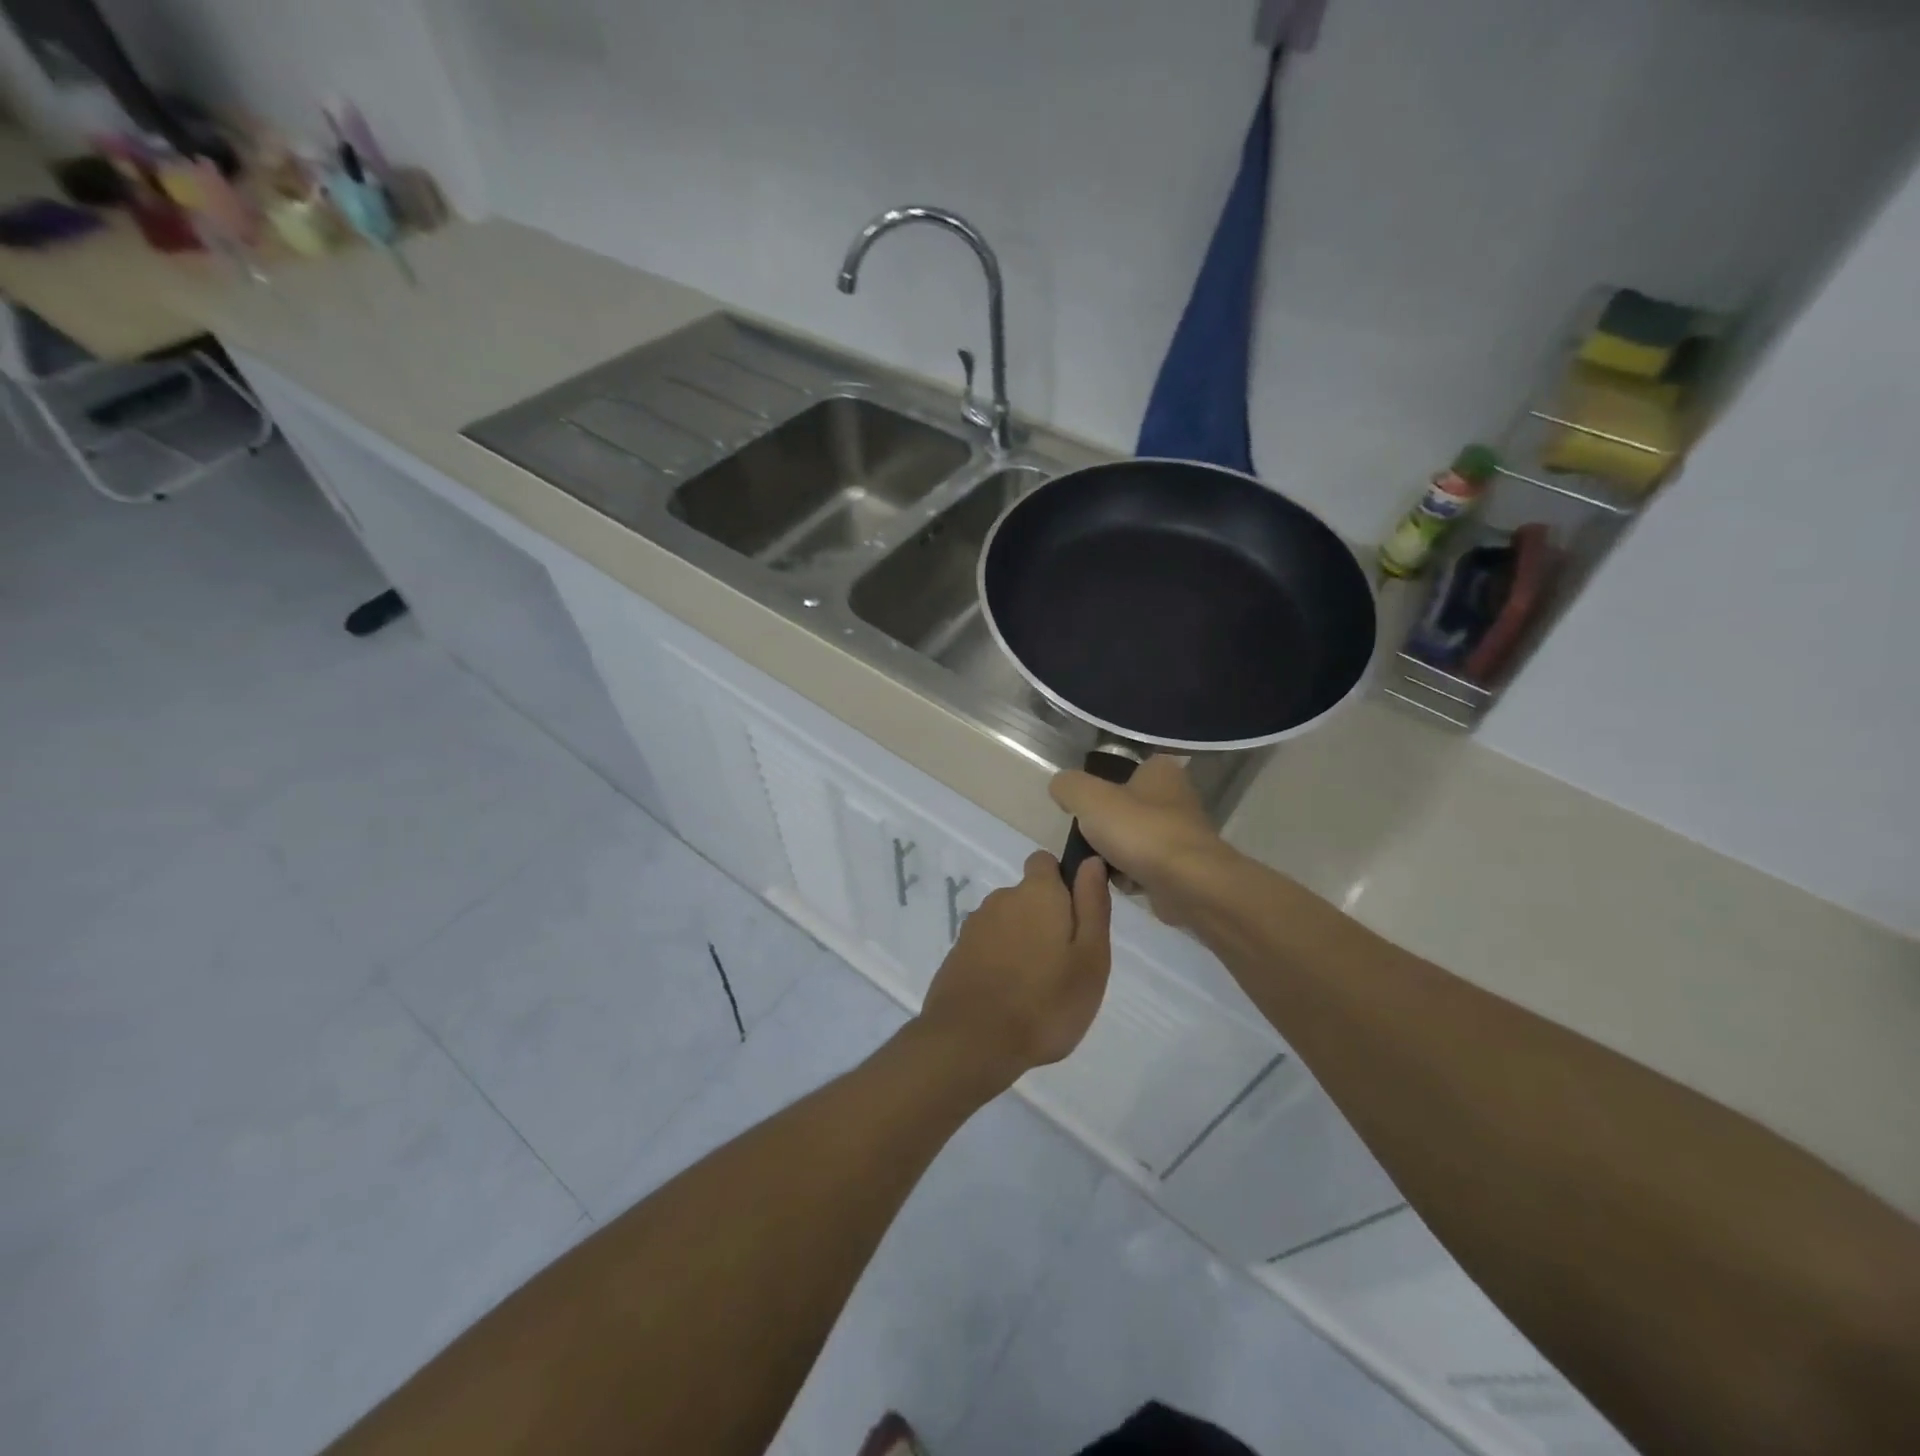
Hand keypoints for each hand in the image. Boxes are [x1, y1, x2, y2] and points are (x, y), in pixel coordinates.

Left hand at [916, 850, 1111, 1088]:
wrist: (972, 1042)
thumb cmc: (1045, 1002)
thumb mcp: (1090, 958)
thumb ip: (1092, 905)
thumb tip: (1091, 862)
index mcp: (1036, 893)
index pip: (1045, 862)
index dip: (1062, 882)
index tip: (1075, 918)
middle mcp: (1001, 899)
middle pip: (1028, 897)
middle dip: (1045, 920)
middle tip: (1063, 966)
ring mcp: (974, 927)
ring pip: (1007, 924)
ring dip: (1022, 943)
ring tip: (1036, 989)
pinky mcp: (957, 954)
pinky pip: (987, 947)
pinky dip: (999, 963)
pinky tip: (1008, 998)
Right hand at [1049, 756, 1231, 928]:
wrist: (1189, 885)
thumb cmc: (1139, 831)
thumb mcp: (1088, 797)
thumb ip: (1068, 786)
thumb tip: (1061, 788)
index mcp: (1160, 771)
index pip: (1123, 770)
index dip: (1100, 787)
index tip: (1083, 808)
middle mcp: (1176, 797)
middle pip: (1124, 809)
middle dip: (1104, 828)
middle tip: (1088, 840)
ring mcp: (1182, 834)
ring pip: (1132, 840)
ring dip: (1113, 855)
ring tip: (1102, 866)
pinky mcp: (1184, 868)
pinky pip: (1144, 868)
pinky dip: (1130, 877)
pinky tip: (1124, 884)